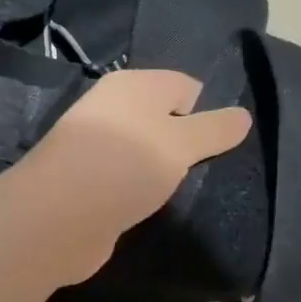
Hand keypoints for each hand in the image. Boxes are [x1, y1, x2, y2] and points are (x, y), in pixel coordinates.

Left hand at [17, 69, 252, 281]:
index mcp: (135, 85)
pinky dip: (143, 190)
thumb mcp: (181, 144)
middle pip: (166, 119)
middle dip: (189, 144)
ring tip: (186, 192)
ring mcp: (98, 145)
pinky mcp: (89, 180)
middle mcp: (114, 107)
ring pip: (147, 151)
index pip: (186, 86)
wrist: (57, 217)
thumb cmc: (125, 166)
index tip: (224, 145)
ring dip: (166, 171)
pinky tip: (154, 207)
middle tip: (212, 171)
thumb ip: (215, 129)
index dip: (208, 113)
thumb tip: (244, 115)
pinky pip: (129, 177)